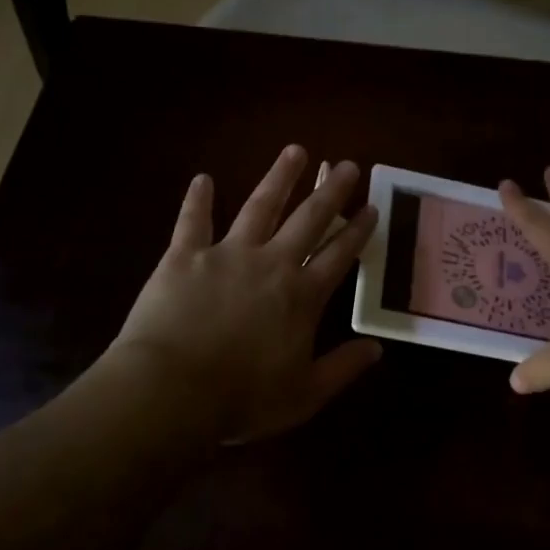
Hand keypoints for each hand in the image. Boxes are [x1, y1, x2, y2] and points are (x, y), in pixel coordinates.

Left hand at [104, 145, 381, 442]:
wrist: (171, 391)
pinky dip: (198, 200)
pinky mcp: (184, 256)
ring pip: (259, 206)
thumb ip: (343, 368)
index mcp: (302, 296)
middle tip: (347, 165)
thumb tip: (378, 348)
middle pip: (308, 219)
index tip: (371, 207)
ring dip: (279, 178)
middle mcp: (271, 263)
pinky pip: (192, 221)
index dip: (357, 230)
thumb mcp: (305, 395)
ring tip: (295, 151)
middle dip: (330, 192)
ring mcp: (227, 254)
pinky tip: (203, 179)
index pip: (339, 255)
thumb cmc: (242, 399)